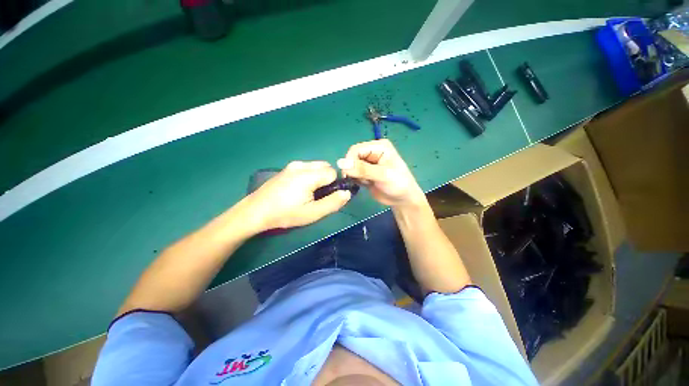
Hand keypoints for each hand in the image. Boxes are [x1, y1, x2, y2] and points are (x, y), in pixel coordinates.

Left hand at [245, 161, 350, 231]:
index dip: (334, 185)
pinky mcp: (286, 169)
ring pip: (316, 167)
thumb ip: (333, 203)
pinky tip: (299, 189)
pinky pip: (306, 168)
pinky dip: (310, 176)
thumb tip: (347, 193)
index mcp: (308, 175)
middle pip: (325, 167)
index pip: (333, 172)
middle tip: (318, 196)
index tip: (327, 196)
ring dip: (319, 177)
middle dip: (327, 180)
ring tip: (309, 193)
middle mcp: (301, 165)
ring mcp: (292, 165)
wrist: (255, 212)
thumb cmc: (285, 214)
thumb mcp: (312, 213)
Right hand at [337, 139, 424, 207]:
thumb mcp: (382, 175)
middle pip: (352, 157)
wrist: (403, 200)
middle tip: (361, 180)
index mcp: (379, 146)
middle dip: (352, 169)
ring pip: (351, 166)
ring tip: (366, 182)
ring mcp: (368, 162)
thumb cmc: (398, 185)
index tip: (348, 175)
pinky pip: (353, 174)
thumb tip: (340, 162)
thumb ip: (362, 169)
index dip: (349, 161)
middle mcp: (372, 152)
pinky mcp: (365, 173)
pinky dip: (355, 180)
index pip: (356, 149)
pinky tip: (366, 184)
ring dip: (354, 176)